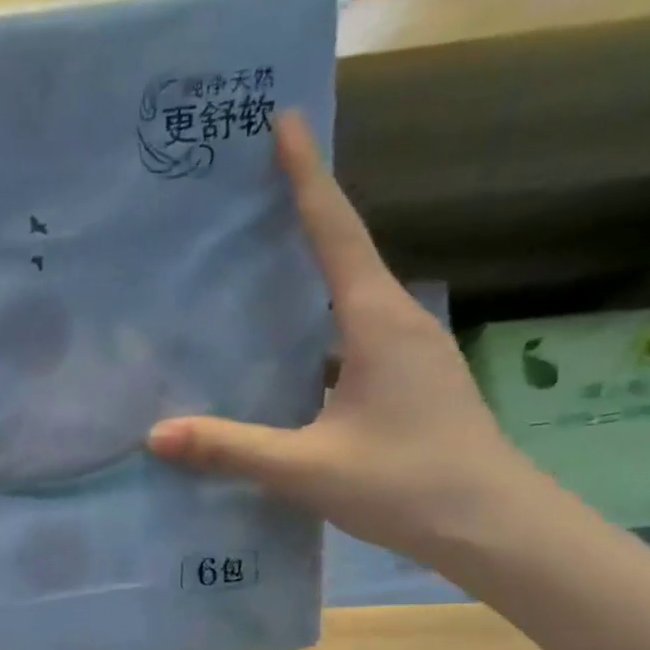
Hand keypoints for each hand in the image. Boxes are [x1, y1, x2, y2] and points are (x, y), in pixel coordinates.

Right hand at [146, 111, 545, 567]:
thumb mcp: (306, 468)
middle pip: (342, 256)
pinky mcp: (405, 385)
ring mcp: (406, 356)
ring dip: (304, 283)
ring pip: (345, 303)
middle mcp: (396, 324)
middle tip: (245, 201)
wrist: (493, 527)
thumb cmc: (406, 484)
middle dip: (299, 221)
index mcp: (377, 324)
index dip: (306, 177)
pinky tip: (278, 361)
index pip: (335, 234)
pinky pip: (347, 341)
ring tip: (249, 278)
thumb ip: (230, 449)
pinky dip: (311, 335)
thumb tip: (155, 435)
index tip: (282, 122)